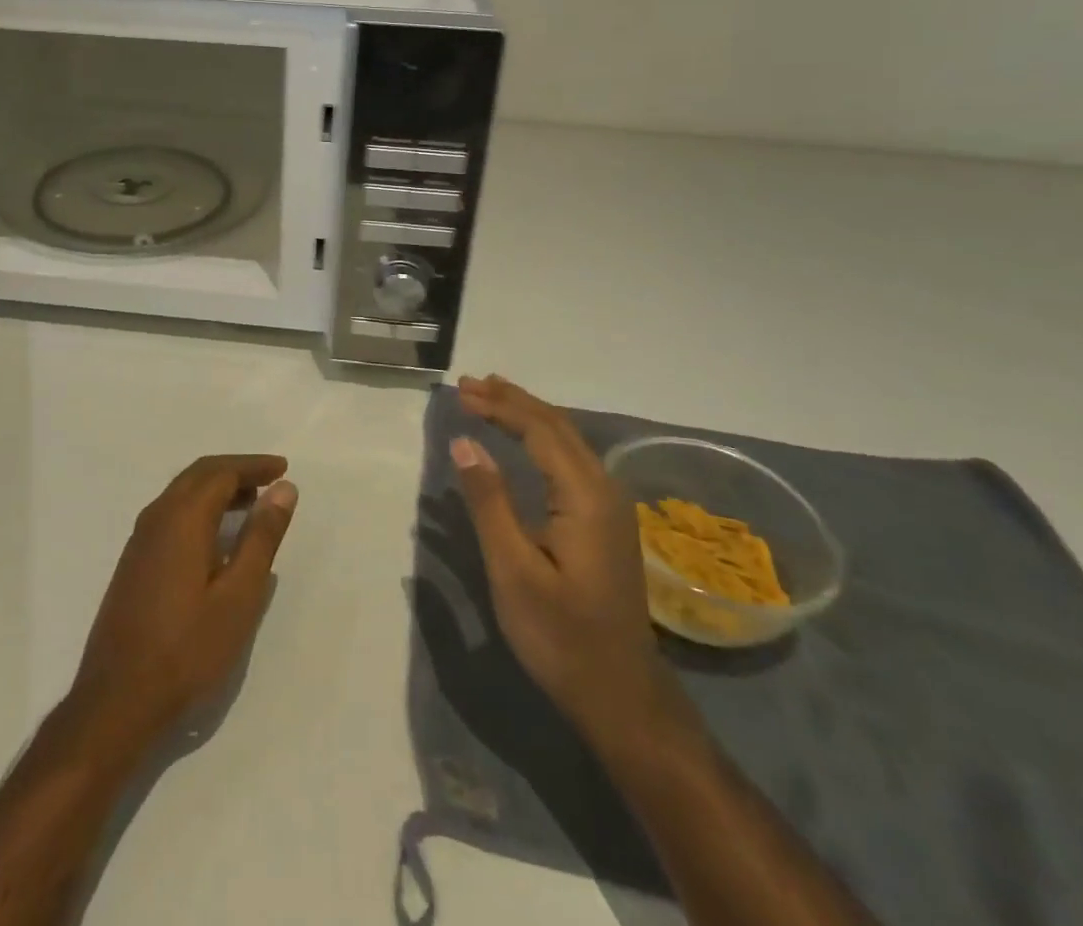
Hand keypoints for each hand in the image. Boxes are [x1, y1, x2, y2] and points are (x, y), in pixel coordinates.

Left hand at [71, 455, 297, 750]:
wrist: (118, 699)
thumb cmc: (188, 648)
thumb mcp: (239, 595)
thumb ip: (261, 537)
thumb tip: (284, 488)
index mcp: (182, 517)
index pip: (221, 472)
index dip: (253, 465)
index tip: (283, 467)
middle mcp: (156, 517)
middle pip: (199, 475)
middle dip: (236, 471)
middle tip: (270, 480)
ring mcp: (139, 540)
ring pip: (182, 494)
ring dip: (217, 490)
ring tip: (251, 504)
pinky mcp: (134, 562)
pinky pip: (171, 515)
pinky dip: (200, 509)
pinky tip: (217, 538)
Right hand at [452, 375, 669, 739]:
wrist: (621, 696)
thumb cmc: (561, 636)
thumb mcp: (513, 570)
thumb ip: (489, 501)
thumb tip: (463, 441)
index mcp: (584, 496)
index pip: (540, 430)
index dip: (500, 406)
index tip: (461, 392)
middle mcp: (604, 490)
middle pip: (557, 427)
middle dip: (512, 401)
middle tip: (469, 385)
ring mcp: (609, 507)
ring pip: (567, 441)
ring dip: (527, 415)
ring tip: (491, 398)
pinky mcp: (605, 523)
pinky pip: (570, 460)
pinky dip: (540, 438)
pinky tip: (524, 441)